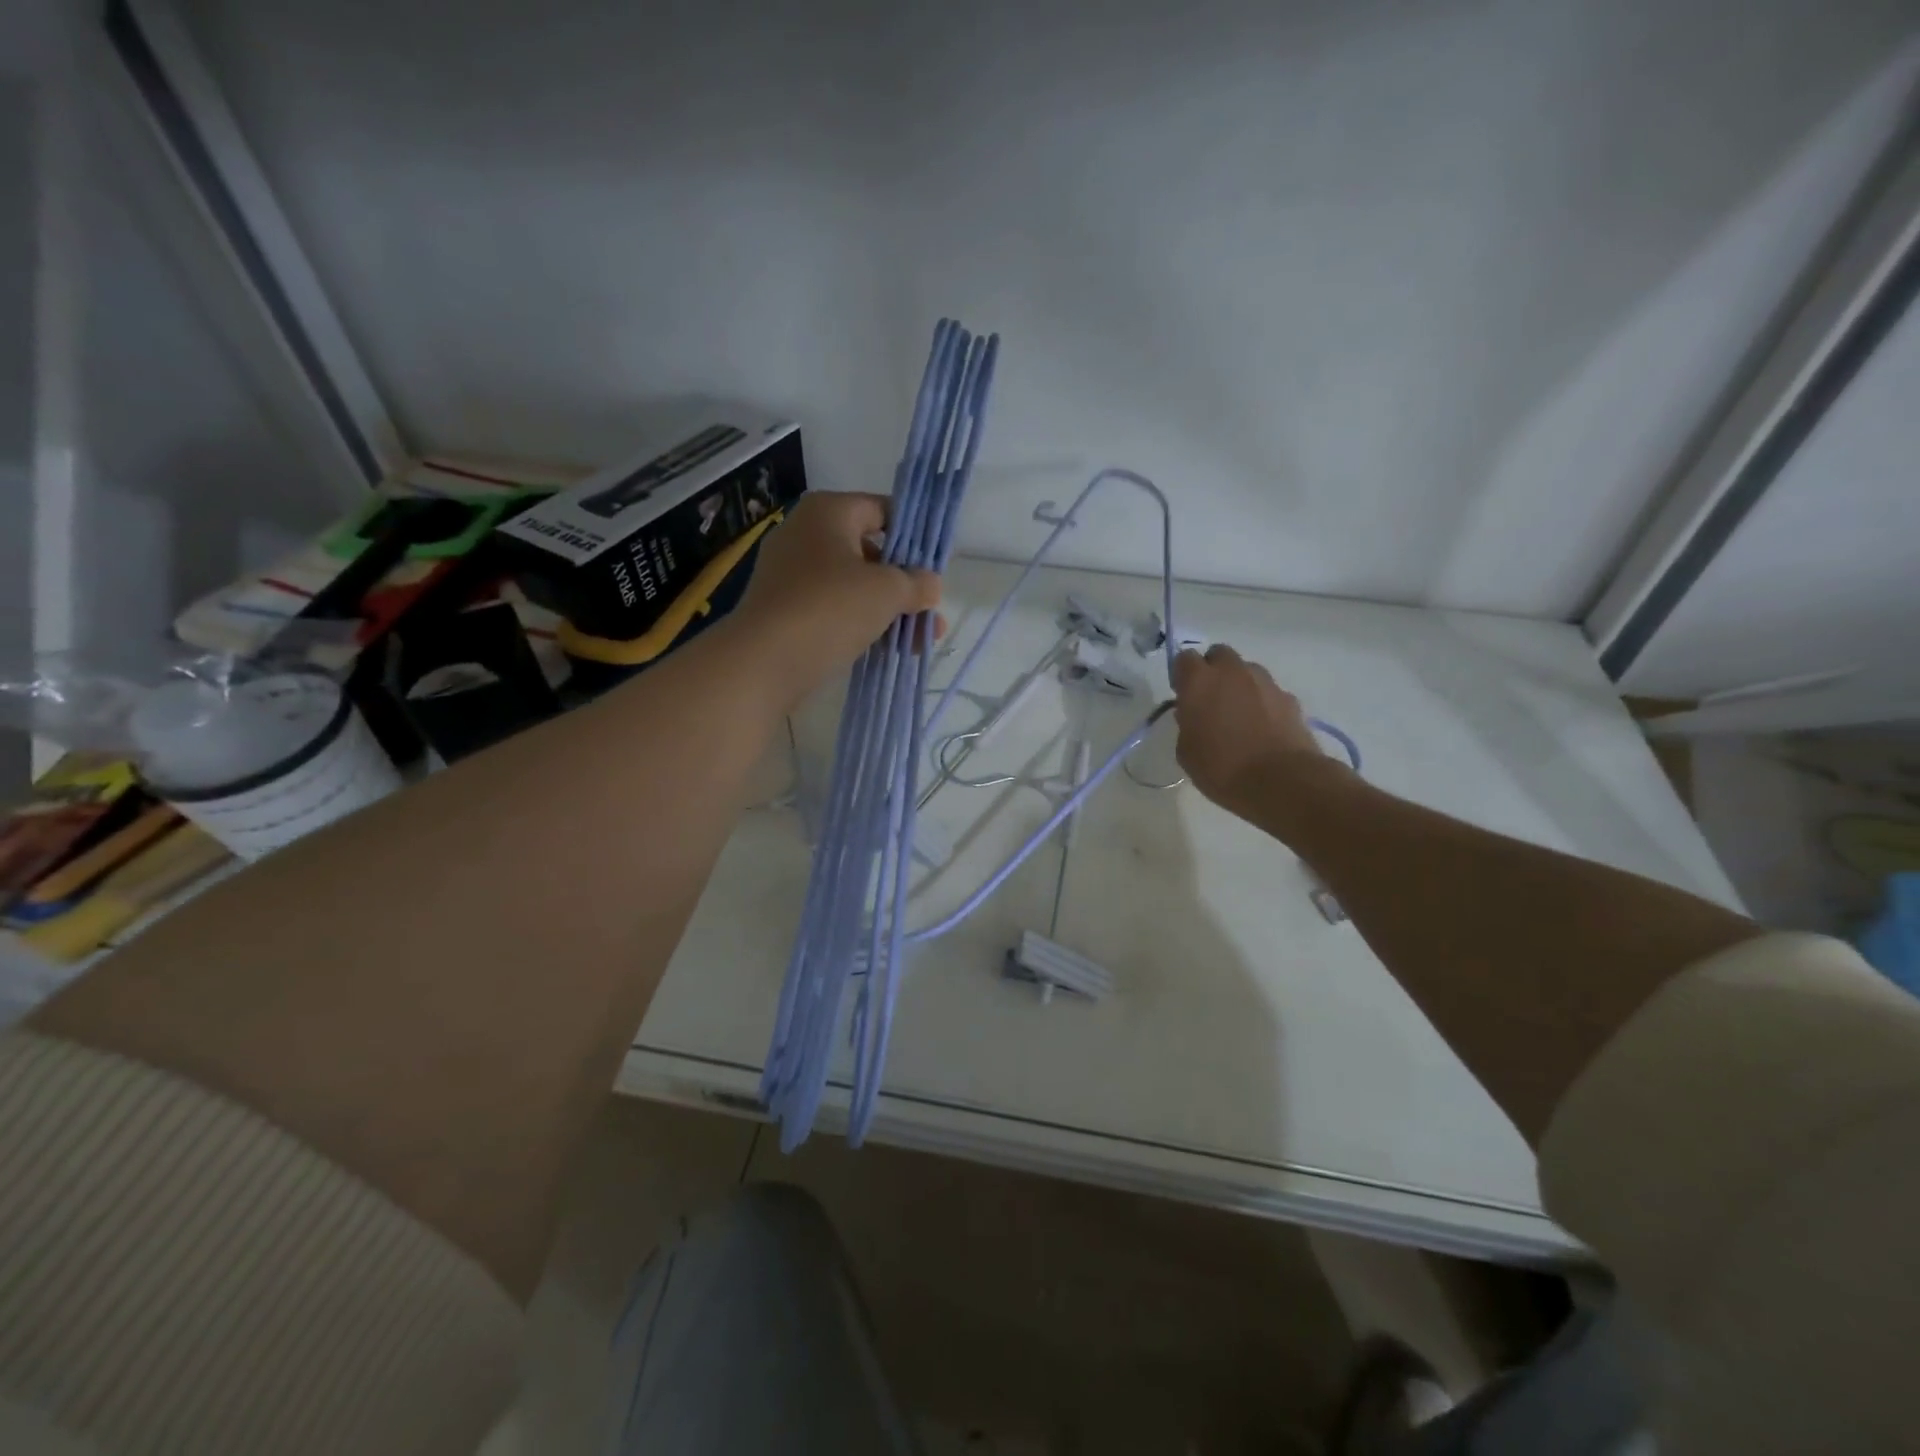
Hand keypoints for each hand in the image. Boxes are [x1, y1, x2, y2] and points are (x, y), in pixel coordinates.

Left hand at [730, 491, 940, 706]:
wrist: (763, 661)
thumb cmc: (830, 608)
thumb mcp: (887, 591)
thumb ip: (916, 583)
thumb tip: (930, 585)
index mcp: (828, 512)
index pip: (882, 510)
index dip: (913, 536)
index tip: (936, 566)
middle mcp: (805, 534)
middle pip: (870, 552)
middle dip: (904, 583)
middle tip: (931, 610)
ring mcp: (791, 574)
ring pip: (853, 586)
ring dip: (889, 610)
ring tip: (921, 640)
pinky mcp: (786, 610)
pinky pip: (834, 610)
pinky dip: (861, 625)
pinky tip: (890, 650)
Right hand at [1172, 644, 1330, 814]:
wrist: (1280, 781)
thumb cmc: (1221, 768)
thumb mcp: (1186, 751)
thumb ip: (1187, 724)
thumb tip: (1194, 715)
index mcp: (1199, 682)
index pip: (1184, 658)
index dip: (1182, 675)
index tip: (1183, 695)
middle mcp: (1232, 672)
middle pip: (1219, 655)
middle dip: (1213, 670)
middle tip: (1210, 700)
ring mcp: (1265, 682)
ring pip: (1247, 670)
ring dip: (1239, 684)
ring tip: (1239, 715)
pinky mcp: (1289, 698)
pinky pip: (1268, 692)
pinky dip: (1262, 702)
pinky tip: (1262, 728)